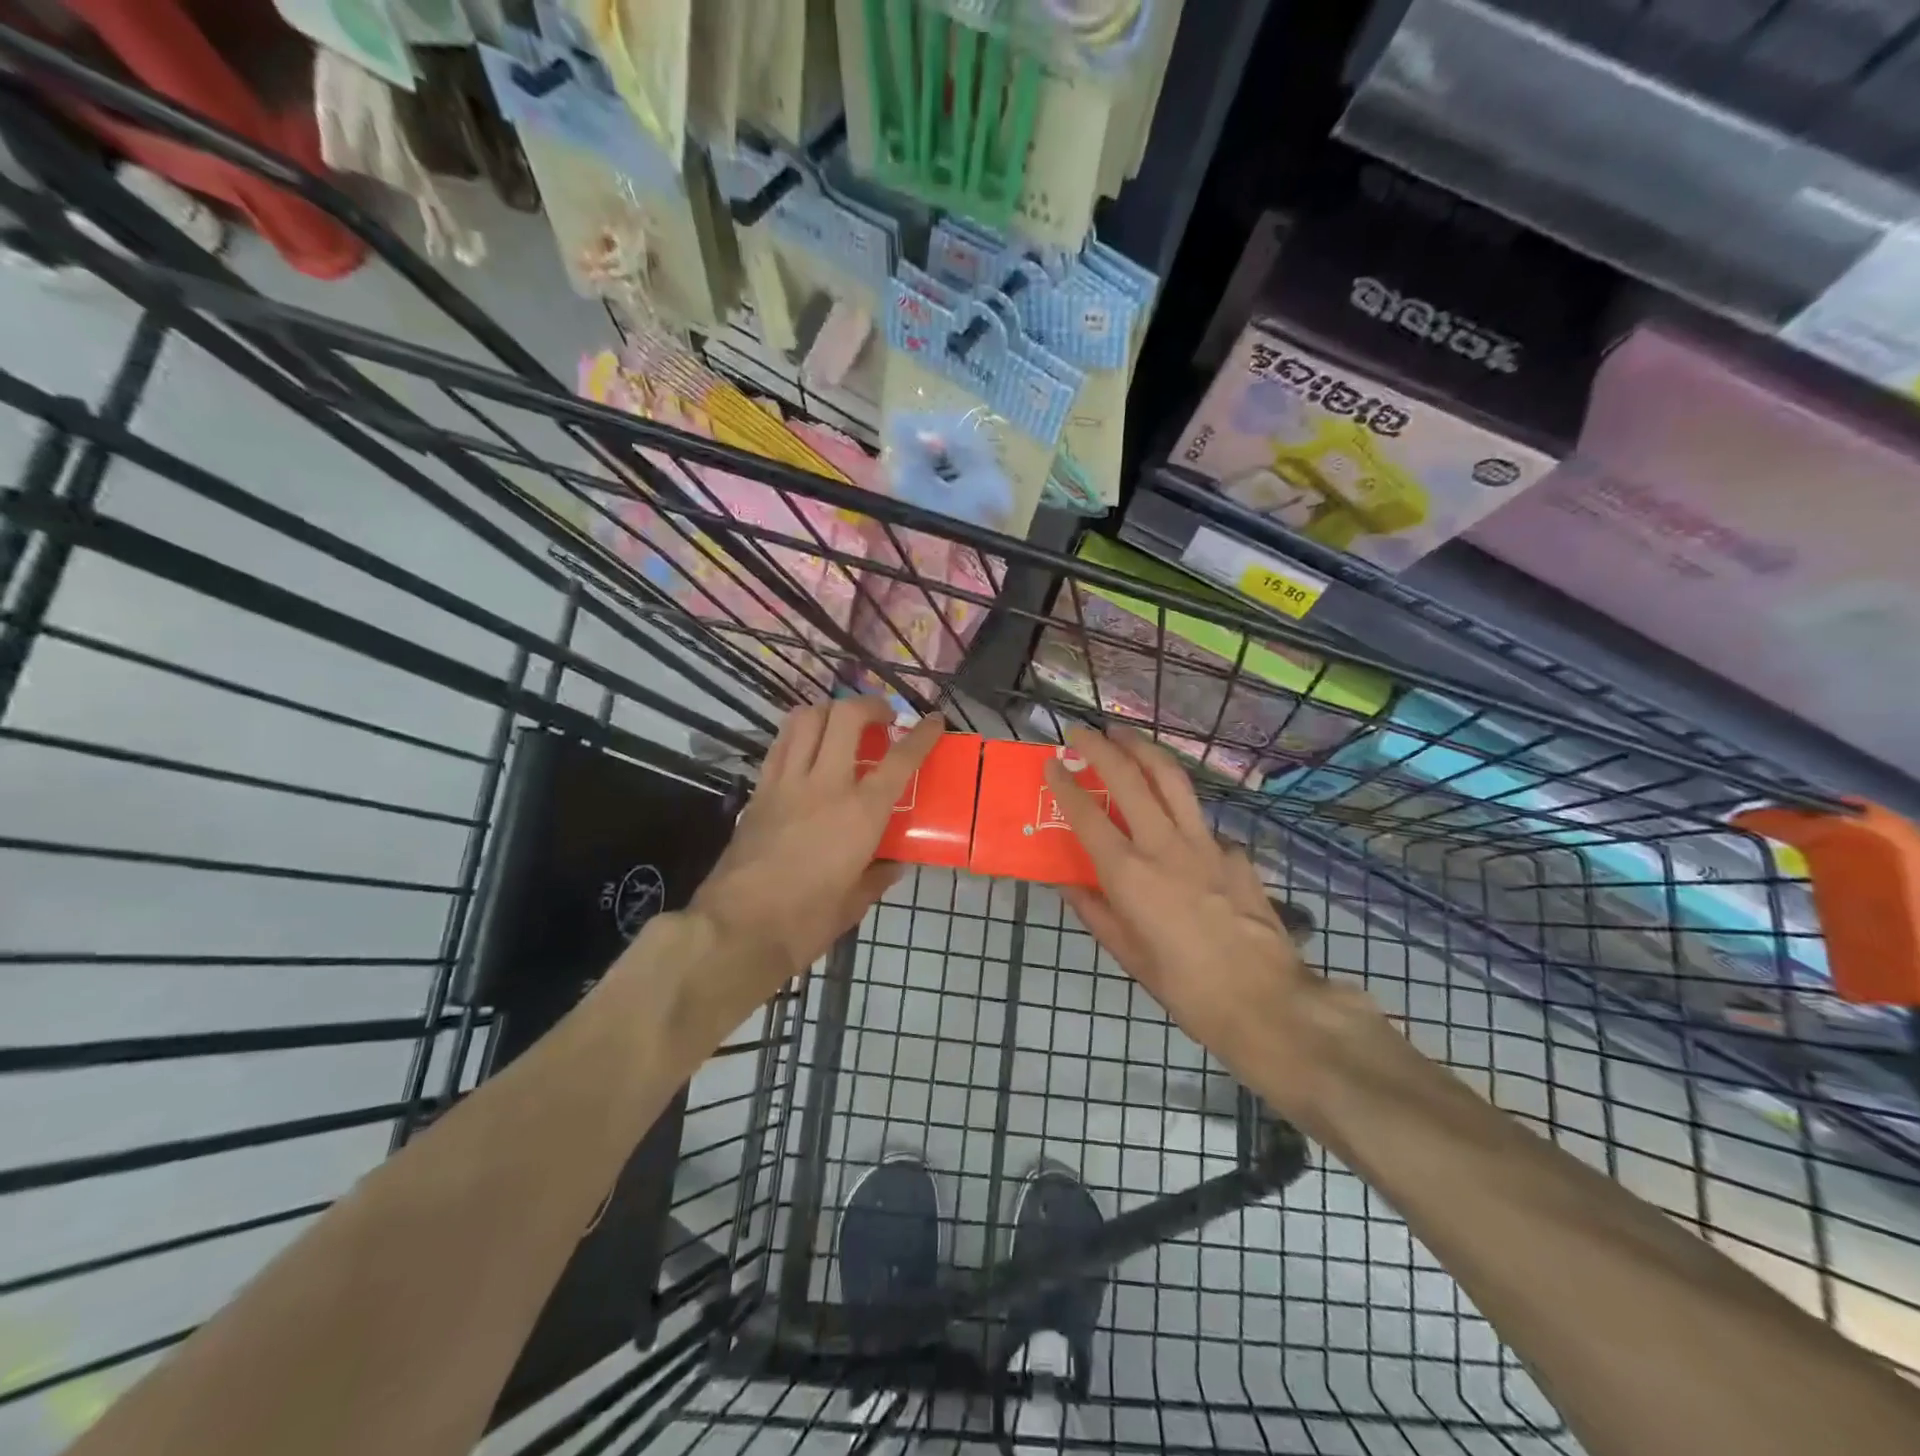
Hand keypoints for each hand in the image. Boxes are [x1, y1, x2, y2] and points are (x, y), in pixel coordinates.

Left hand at [689, 697, 943, 998]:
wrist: (737, 929)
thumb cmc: (805, 921)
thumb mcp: (854, 903)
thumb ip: (876, 877)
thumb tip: (892, 865)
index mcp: (860, 813)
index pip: (900, 759)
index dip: (921, 735)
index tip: (933, 721)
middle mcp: (825, 785)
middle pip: (846, 716)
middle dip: (870, 705)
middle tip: (882, 719)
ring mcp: (787, 783)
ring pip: (806, 718)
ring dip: (830, 711)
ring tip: (842, 725)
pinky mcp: (759, 791)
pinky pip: (781, 745)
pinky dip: (799, 735)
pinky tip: (807, 751)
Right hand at [1044, 725, 1368, 1118]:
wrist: (1265, 1001)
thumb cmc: (1185, 987)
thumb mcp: (1127, 955)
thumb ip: (1094, 911)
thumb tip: (1067, 883)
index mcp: (1129, 874)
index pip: (1087, 814)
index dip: (1065, 783)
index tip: (1052, 762)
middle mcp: (1163, 845)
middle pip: (1128, 777)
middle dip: (1100, 746)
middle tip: (1080, 731)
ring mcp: (1205, 843)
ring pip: (1171, 778)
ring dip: (1143, 749)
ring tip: (1125, 735)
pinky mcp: (1234, 851)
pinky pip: (1200, 819)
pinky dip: (1179, 807)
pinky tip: (1175, 820)